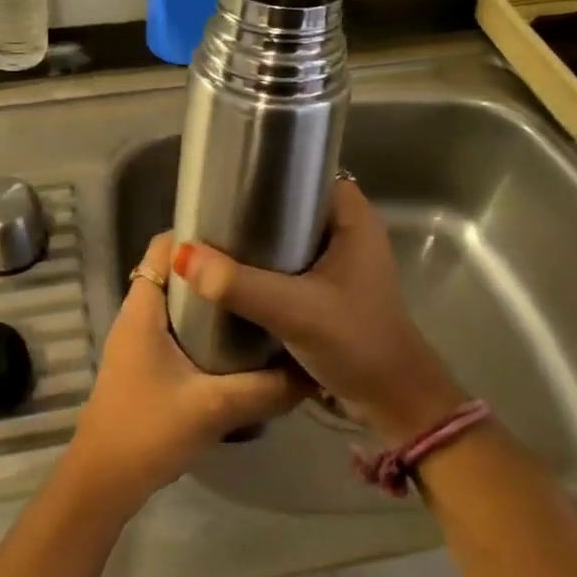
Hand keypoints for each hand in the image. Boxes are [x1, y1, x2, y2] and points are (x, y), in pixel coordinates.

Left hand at [65, 232, 305, 515]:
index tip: (241, 231)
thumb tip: (313, 371)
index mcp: (143, 308)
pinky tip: (239, 342)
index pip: (162, 247)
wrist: (104, 483)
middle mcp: (138, 314)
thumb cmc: (148, 431)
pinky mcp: (146, 363)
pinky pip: (176, 327)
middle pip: (174, 270)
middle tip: (260, 264)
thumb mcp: (215, 408)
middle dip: (213, 264)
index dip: (197, 233)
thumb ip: (266, 389)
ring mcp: (139, 340)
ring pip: (177, 301)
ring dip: (210, 297)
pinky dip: (203, 325)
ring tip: (256, 295)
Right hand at [172, 180, 465, 443]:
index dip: (271, 170)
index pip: (307, 173)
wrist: (393, 406)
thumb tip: (183, 254)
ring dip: (258, 241)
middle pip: (293, 205)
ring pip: (290, 238)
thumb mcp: (293, 310)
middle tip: (211, 211)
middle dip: (255, 208)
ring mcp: (341, 264)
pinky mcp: (331, 291)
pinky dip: (266, 267)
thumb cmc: (355, 342)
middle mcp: (350, 232)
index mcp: (354, 219)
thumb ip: (238, 284)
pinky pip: (291, 266)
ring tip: (213, 237)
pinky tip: (233, 273)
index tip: (228, 177)